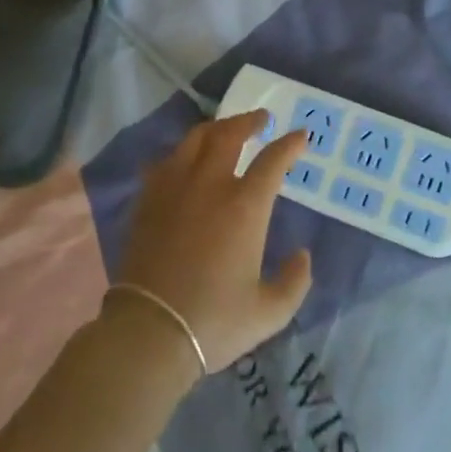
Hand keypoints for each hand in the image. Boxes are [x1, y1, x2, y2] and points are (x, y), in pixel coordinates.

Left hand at [116, 112, 313, 374]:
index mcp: (245, 206)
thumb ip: (295, 282)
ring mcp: (174, 188)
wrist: (149, 332)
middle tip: (261, 119)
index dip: (290, 144)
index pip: (272, 160)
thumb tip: (303, 255)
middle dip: (249, 121)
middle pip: (229, 135)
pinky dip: (182, 153)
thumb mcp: (269, 312)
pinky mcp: (148, 200)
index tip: (301, 135)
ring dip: (215, 128)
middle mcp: (210, 185)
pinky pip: (166, 161)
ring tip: (224, 130)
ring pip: (194, 140)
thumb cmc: (214, 321)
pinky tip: (185, 160)